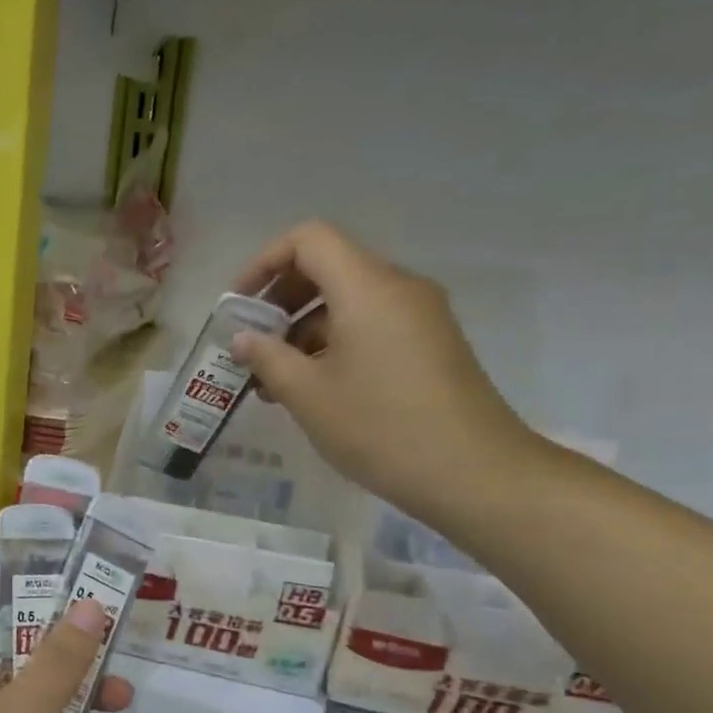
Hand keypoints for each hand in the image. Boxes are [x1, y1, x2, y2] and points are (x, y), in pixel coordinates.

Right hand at [230, 221, 542, 527]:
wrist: (472, 473)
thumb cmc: (379, 427)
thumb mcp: (307, 395)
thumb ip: (267, 358)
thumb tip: (243, 338)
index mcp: (367, 287)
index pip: (309, 239)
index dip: (265, 262)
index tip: (239, 305)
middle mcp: (398, 289)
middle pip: (329, 267)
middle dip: (281, 301)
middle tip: (251, 345)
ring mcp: (420, 317)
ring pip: (348, 302)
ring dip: (303, 330)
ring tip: (274, 381)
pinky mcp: (430, 345)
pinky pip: (371, 326)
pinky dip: (333, 345)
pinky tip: (313, 390)